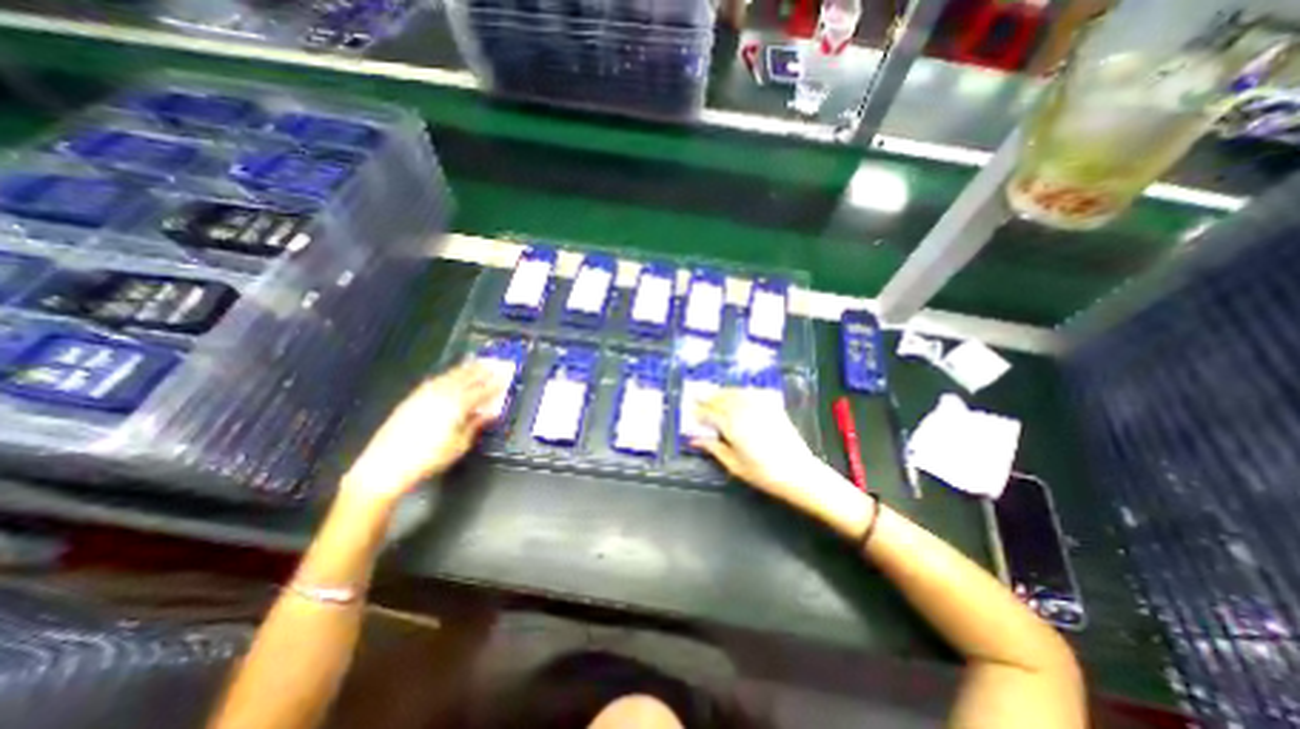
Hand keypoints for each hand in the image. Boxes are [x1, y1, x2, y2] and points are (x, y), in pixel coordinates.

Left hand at [338, 363, 501, 508]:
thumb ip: (475, 425)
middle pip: (466, 377)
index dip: (495, 383)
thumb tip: (488, 414)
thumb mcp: (459, 444)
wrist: (386, 465)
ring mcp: (425, 394)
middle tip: (495, 364)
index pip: (481, 390)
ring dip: (466, 368)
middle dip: (482, 370)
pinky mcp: (412, 398)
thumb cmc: (428, 458)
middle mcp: (441, 395)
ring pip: (450, 375)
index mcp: (457, 405)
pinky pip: (435, 380)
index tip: (506, 377)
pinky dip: (447, 375)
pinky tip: (450, 375)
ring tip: (476, 362)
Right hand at [696, 390, 813, 497]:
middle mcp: (744, 411)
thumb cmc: (764, 474)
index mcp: (732, 426)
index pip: (709, 413)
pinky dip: (742, 391)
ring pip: (736, 393)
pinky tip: (739, 394)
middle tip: (697, 399)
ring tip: (714, 395)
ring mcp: (760, 406)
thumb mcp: (734, 465)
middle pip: (721, 399)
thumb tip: (695, 440)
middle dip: (708, 399)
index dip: (698, 412)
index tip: (690, 412)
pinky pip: (753, 392)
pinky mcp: (773, 406)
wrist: (799, 473)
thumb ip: (714, 449)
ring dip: (723, 392)